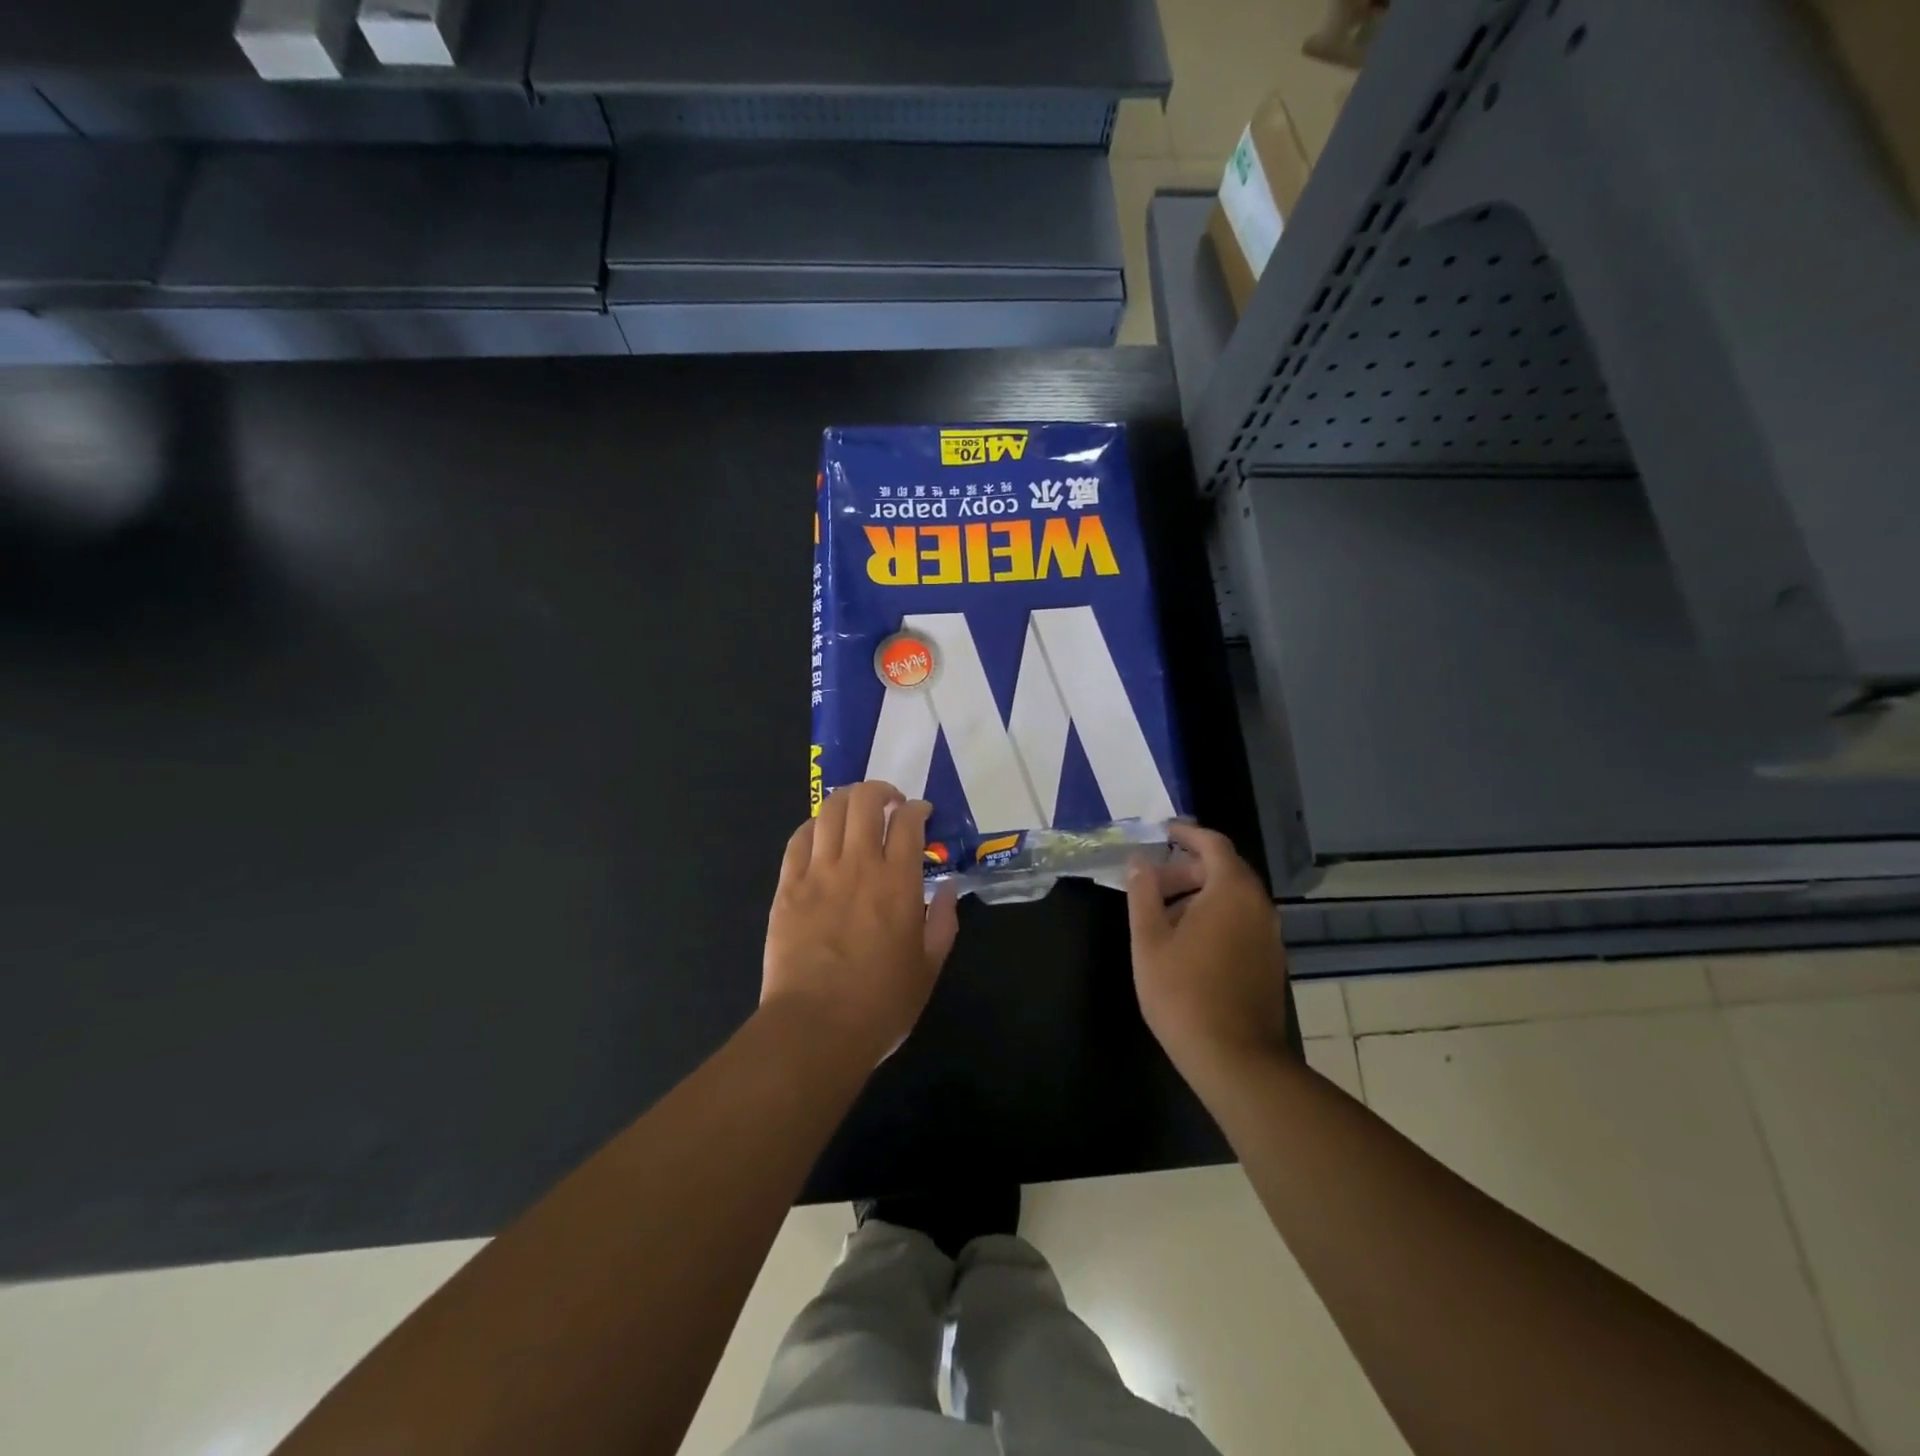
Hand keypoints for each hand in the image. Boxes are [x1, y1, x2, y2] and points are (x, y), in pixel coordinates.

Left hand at [762, 780, 960, 1066]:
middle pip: (865, 802)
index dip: (917, 809)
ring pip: (829, 812)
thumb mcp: (928, 968)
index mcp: (898, 883)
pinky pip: (798, 840)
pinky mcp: (788, 888)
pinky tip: (821, 832)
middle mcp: (858, 866)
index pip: (908, 822)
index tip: (921, 814)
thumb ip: (944, 922)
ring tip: (856, 809)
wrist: (814, 1029)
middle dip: (881, 791)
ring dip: (847, 800)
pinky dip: (813, 826)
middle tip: (889, 803)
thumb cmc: (880, 1004)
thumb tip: (948, 888)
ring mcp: (818, 874)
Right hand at [1125, 822, 1288, 1076]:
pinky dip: (1215, 916)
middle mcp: (1258, 906)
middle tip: (1151, 882)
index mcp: (1231, 891)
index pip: (1214, 844)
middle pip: (1225, 869)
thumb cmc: (1183, 993)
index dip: (1187, 833)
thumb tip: (1141, 860)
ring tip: (1162, 916)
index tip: (1162, 832)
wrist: (1235, 1059)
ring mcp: (1270, 935)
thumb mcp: (1149, 940)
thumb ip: (1143, 892)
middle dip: (1187, 868)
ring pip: (1233, 897)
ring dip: (1199, 894)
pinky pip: (1242, 921)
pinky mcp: (1270, 961)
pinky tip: (1188, 944)